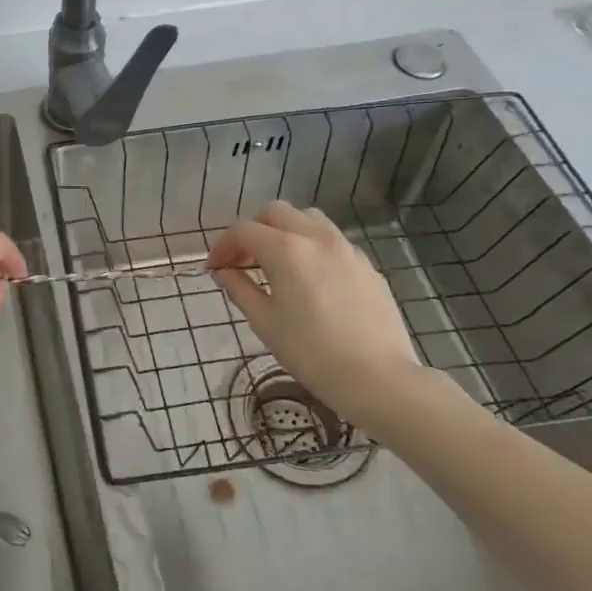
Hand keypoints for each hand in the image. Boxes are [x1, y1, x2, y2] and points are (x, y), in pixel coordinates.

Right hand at [207, 200, 421, 416]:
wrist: (378, 377)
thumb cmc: (311, 352)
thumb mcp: (264, 322)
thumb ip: (239, 289)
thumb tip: (223, 272)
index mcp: (285, 249)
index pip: (243, 231)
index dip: (222, 246)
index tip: (213, 269)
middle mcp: (316, 237)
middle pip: (275, 213)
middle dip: (253, 230)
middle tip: (242, 260)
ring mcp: (346, 248)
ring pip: (308, 219)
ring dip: (284, 231)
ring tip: (276, 263)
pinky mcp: (366, 265)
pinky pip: (332, 242)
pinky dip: (311, 247)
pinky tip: (310, 280)